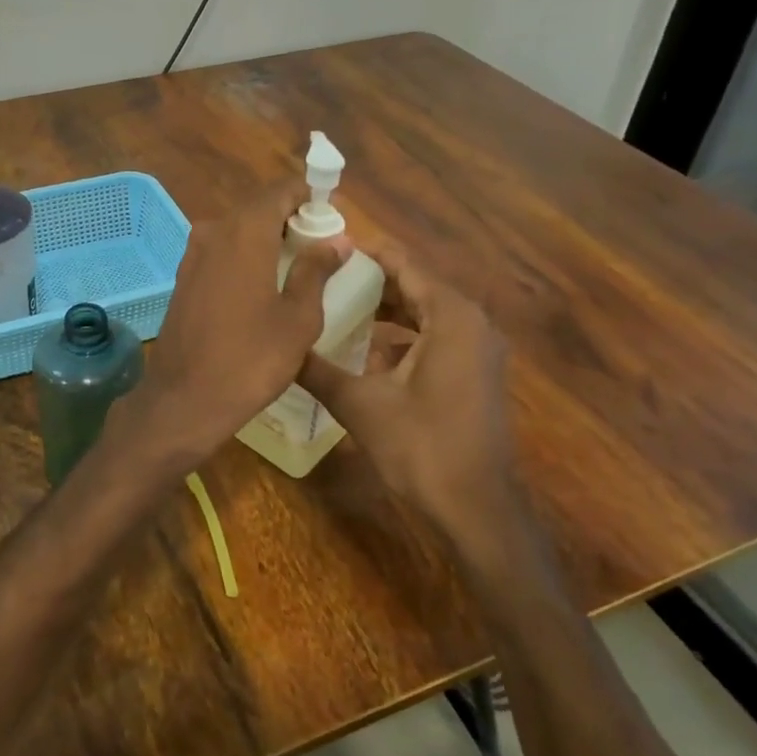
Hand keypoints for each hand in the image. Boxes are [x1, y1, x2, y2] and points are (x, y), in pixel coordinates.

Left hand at [118, 185, 346, 466]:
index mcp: (244, 232)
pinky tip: (262, 287)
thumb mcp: (297, 318)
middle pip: (258, 209)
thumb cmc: (250, 359)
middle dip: (290, 220)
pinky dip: (245, 257)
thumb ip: (316, 270)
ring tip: (296, 269)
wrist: (183, 399)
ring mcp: (192, 254)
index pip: (281, 191)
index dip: (309, 198)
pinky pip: (221, 252)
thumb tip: (336, 240)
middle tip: (321, 248)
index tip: (332, 219)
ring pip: (237, 231)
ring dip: (267, 240)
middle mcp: (213, 231)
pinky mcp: (182, 278)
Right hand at [297, 246, 536, 580]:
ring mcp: (478, 348)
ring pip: (426, 312)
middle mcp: (471, 322)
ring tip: (338, 306)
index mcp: (450, 316)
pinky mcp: (476, 372)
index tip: (325, 248)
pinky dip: (404, 335)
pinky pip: (436, 336)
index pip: (403, 264)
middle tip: (323, 277)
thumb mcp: (359, 403)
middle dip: (371, 281)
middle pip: (415, 285)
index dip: (364, 254)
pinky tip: (367, 351)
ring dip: (386, 309)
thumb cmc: (421, 446)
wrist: (476, 507)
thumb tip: (278, 345)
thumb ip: (317, 369)